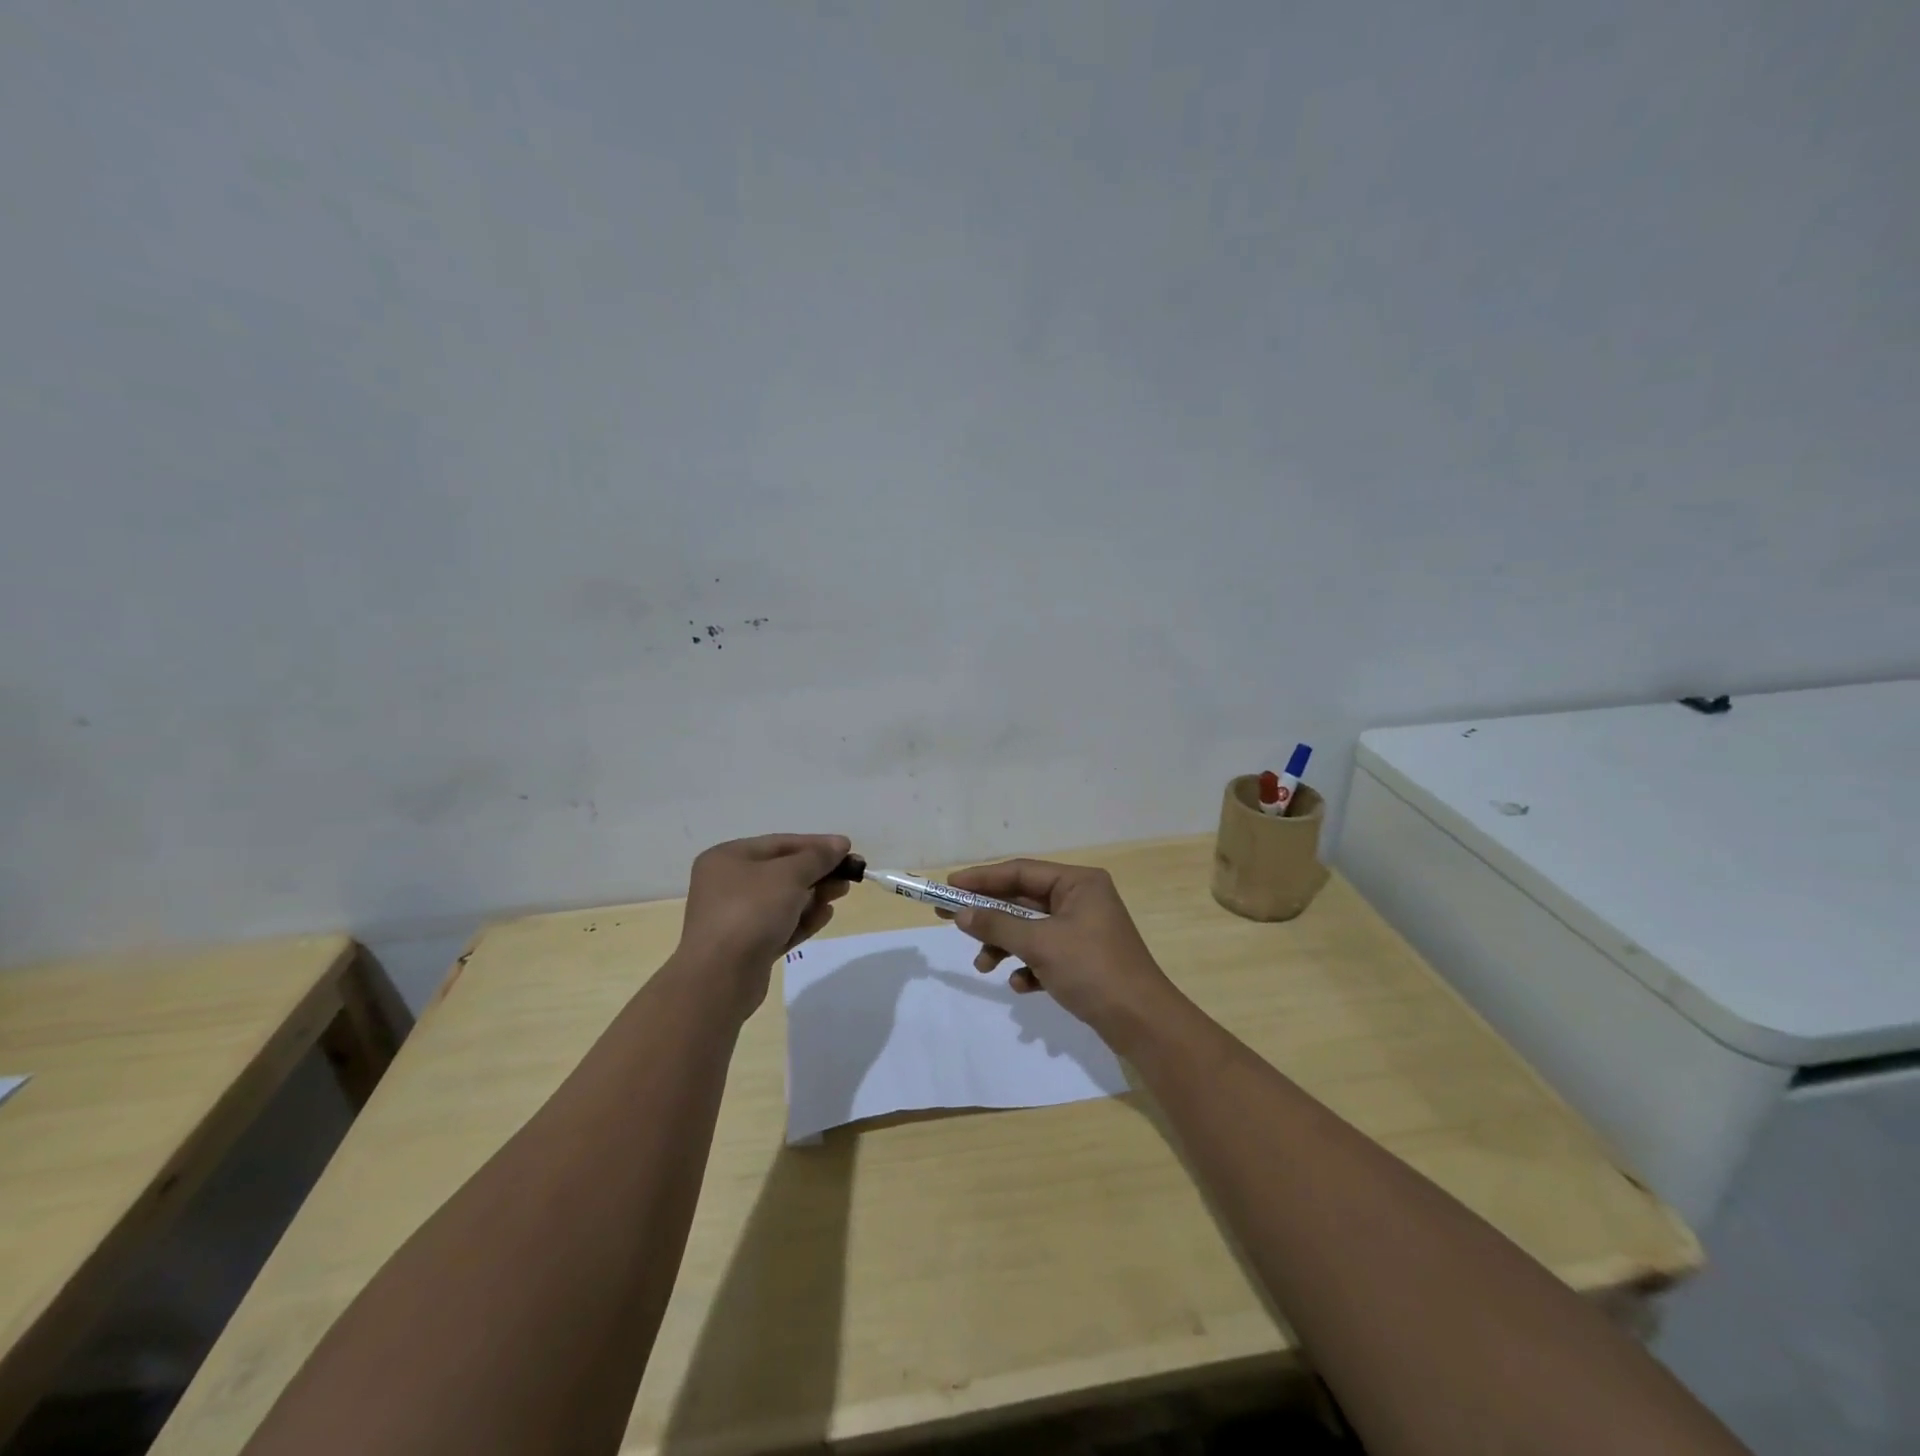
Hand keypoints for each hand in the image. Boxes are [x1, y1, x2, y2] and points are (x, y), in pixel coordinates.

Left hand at [676, 834, 851, 1014]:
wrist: (720, 977)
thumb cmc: (751, 911)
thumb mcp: (788, 875)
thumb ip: (817, 857)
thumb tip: (839, 844)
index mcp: (728, 858)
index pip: (780, 843)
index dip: (816, 844)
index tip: (848, 848)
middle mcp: (728, 884)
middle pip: (783, 871)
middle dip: (818, 872)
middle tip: (850, 874)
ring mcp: (737, 917)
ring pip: (784, 900)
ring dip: (814, 895)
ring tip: (842, 893)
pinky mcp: (748, 946)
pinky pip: (781, 925)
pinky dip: (803, 919)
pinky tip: (826, 915)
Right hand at [945, 859, 1177, 1044]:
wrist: (1142, 1023)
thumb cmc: (1092, 970)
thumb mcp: (1040, 944)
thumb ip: (997, 926)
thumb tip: (961, 913)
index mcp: (1078, 883)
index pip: (1021, 871)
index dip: (983, 878)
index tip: (950, 886)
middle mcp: (1081, 900)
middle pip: (1022, 900)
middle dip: (989, 916)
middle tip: (948, 918)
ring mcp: (1082, 930)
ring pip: (1030, 929)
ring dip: (1004, 946)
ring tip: (984, 967)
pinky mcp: (1082, 959)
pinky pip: (1044, 954)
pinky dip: (1028, 966)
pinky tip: (1022, 985)